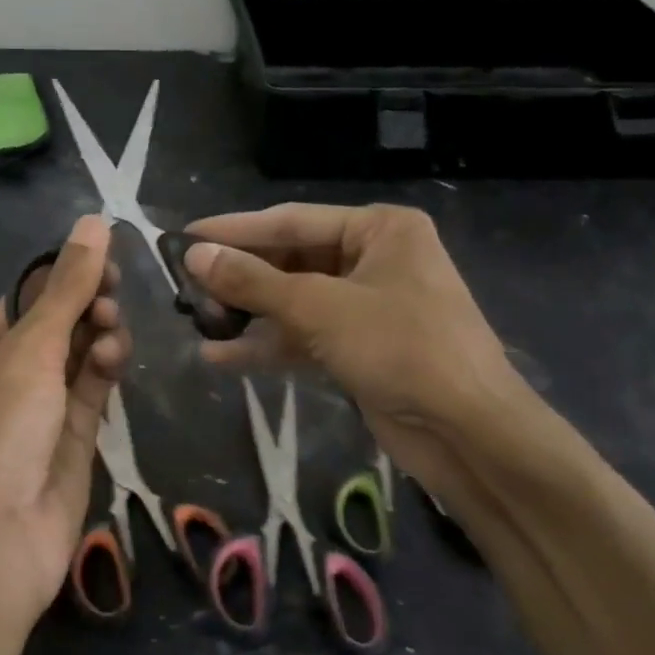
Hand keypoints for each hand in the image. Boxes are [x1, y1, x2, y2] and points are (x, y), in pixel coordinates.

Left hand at [0, 215, 131, 622]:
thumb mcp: (29, 351)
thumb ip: (66, 287)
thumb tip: (93, 221)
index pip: (22, 299)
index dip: (61, 275)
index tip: (102, 255)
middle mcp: (4, 380)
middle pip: (54, 327)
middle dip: (84, 305)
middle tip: (112, 290)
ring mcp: (39, 413)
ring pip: (78, 358)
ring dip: (97, 335)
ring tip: (112, 328)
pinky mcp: (71, 441)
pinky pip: (91, 392)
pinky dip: (105, 368)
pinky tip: (116, 355)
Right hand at [183, 204, 535, 497]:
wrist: (469, 434)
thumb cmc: (401, 348)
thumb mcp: (319, 308)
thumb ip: (254, 281)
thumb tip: (194, 255)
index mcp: (379, 230)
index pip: (292, 221)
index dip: (236, 230)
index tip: (185, 236)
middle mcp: (375, 259)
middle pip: (292, 261)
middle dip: (241, 277)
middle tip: (186, 285)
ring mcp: (370, 306)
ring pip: (296, 301)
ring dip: (249, 313)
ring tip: (196, 319)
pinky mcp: (363, 348)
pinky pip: (306, 336)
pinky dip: (269, 345)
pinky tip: (221, 356)